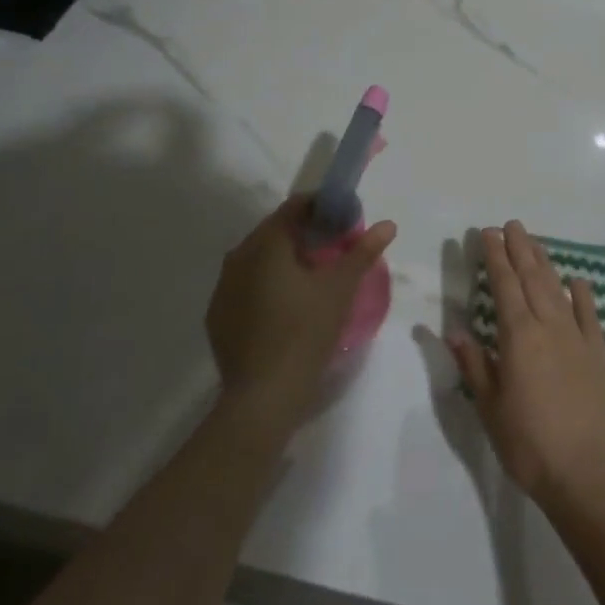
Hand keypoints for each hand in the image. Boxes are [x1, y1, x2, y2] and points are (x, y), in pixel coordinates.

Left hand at [206, 196, 396, 435]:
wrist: (262, 397)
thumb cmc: (305, 333)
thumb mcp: (340, 289)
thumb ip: (362, 252)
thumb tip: (388, 224)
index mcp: (266, 243)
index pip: (294, 207)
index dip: (320, 207)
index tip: (342, 219)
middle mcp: (237, 257)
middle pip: (274, 231)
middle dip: (303, 233)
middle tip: (332, 247)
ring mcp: (222, 288)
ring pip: (256, 258)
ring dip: (282, 259)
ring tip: (310, 276)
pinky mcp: (216, 316)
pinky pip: (244, 285)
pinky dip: (264, 284)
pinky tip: (283, 305)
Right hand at [449, 221, 604, 526]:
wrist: (586, 474)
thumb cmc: (529, 444)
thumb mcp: (490, 408)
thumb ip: (474, 364)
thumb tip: (453, 330)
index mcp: (518, 336)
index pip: (504, 285)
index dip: (495, 257)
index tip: (487, 234)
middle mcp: (548, 326)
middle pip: (531, 277)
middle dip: (519, 249)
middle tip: (510, 225)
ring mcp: (577, 337)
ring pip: (557, 288)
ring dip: (544, 262)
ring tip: (534, 242)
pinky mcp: (599, 353)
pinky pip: (589, 314)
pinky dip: (582, 294)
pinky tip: (577, 280)